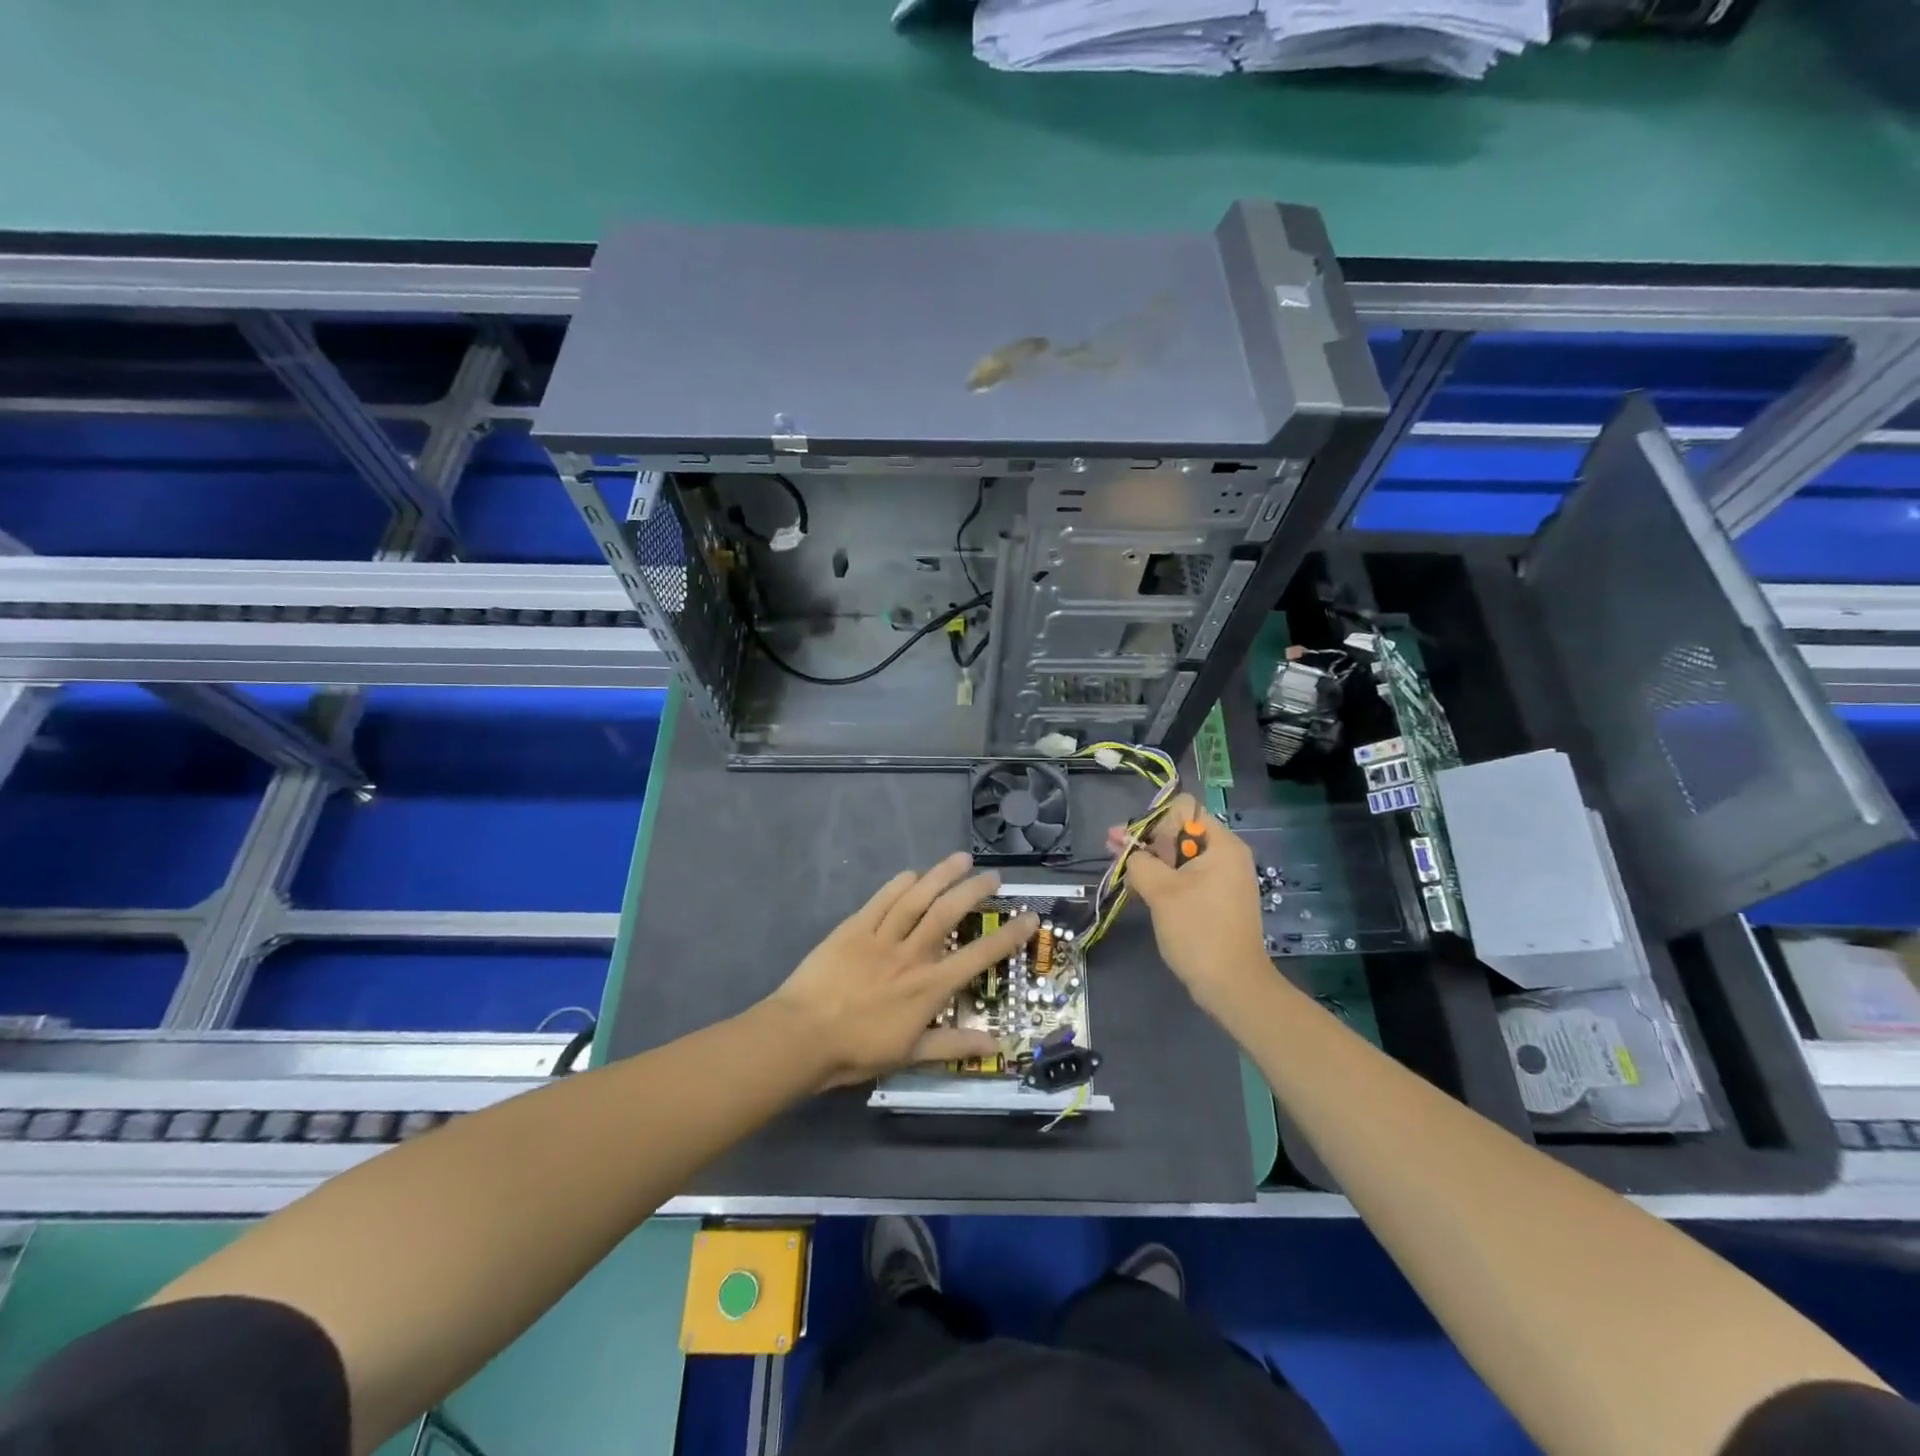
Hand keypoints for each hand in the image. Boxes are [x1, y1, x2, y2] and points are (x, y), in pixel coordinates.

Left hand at [766, 853, 1036, 1088]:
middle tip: (993, 876)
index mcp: (929, 986)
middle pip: (949, 912)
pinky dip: (898, 884)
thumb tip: (996, 1045)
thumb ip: (954, 1046)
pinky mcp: (853, 927)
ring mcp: (881, 936)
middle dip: (975, 890)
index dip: (1008, 936)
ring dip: (941, 875)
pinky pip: (881, 900)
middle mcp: (911, 954)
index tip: (1030, 917)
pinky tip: (913, 873)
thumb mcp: (910, 1055)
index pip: (979, 956)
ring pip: (917, 897)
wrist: (803, 1036)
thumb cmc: (857, 1050)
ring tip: (961, 859)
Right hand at [1107, 794, 1275, 1017]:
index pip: (1184, 810)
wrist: (1233, 986)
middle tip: (1113, 850)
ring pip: (1180, 857)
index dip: (1155, 820)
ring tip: (1121, 871)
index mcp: (1221, 845)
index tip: (1134, 843)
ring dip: (1151, 861)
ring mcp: (1223, 879)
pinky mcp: (1216, 900)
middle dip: (1146, 840)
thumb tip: (1128, 849)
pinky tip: (1139, 889)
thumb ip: (1140, 861)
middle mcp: (1226, 855)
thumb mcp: (1161, 891)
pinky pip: (1186, 878)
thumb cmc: (1198, 931)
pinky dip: (1164, 879)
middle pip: (1180, 832)